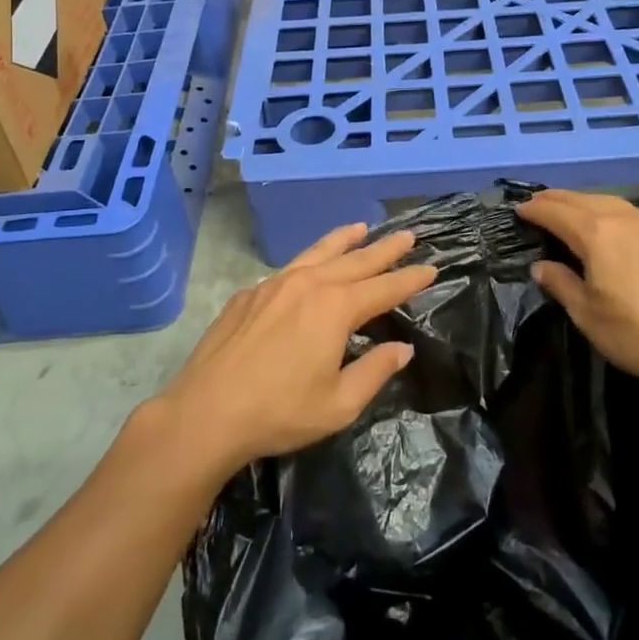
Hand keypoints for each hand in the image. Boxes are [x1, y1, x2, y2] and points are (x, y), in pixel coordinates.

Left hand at [158, 225, 435, 476]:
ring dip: (345, 240)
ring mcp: (275, 283)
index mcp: (336, 308)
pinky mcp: (250, 293)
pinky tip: (310, 265)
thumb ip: (375, 371)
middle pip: (356, 260)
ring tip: (362, 227)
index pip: (384, 288)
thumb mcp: (339, 404)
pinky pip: (290, 266)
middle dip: (385, 248)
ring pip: (319, 252)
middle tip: (408, 235)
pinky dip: (311, 258)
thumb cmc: (280, 412)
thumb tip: (402, 348)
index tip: (431, 267)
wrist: (206, 411)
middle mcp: (309, 284)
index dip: (410, 279)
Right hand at [519, 190, 638, 397]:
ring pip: (604, 200)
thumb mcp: (587, 315)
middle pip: (579, 199)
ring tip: (565, 209)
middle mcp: (620, 217)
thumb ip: (561, 284)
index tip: (518, 211)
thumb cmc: (637, 333)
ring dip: (580, 201)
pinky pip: (624, 210)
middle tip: (535, 205)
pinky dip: (604, 209)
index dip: (534, 210)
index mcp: (595, 233)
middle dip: (554, 200)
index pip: (555, 212)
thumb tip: (541, 266)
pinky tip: (604, 222)